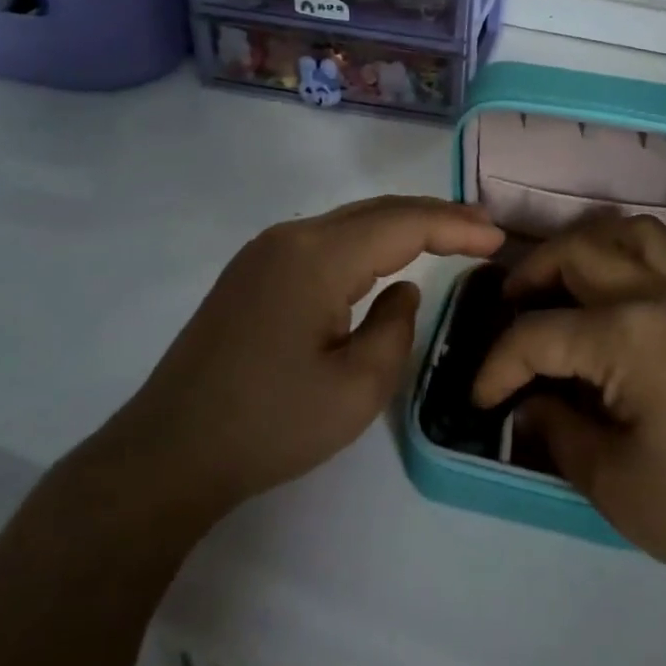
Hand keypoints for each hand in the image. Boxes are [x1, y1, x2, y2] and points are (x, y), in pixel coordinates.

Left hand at [103, 197, 503, 526]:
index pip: (402, 224)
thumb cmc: (269, 426)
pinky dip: (367, 243)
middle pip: (376, 211)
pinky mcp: (252, 273)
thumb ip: (395, 327)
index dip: (455, 226)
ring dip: (400, 226)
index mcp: (317, 257)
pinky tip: (386, 257)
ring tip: (448, 236)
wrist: (167, 454)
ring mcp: (264, 252)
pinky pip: (324, 241)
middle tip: (483, 228)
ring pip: (349, 222)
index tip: (498, 237)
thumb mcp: (357, 389)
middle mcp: (290, 237)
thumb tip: (402, 290)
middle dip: (434, 216)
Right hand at [473, 216, 665, 600]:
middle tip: (510, 309)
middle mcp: (659, 295)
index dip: (497, 366)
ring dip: (592, 245)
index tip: (480, 400)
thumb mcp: (613, 483)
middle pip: (580, 253)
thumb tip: (528, 403)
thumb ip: (557, 431)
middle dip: (532, 274)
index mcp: (625, 334)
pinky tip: (646, 292)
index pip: (537, 334)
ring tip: (569, 279)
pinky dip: (658, 261)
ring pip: (637, 234)